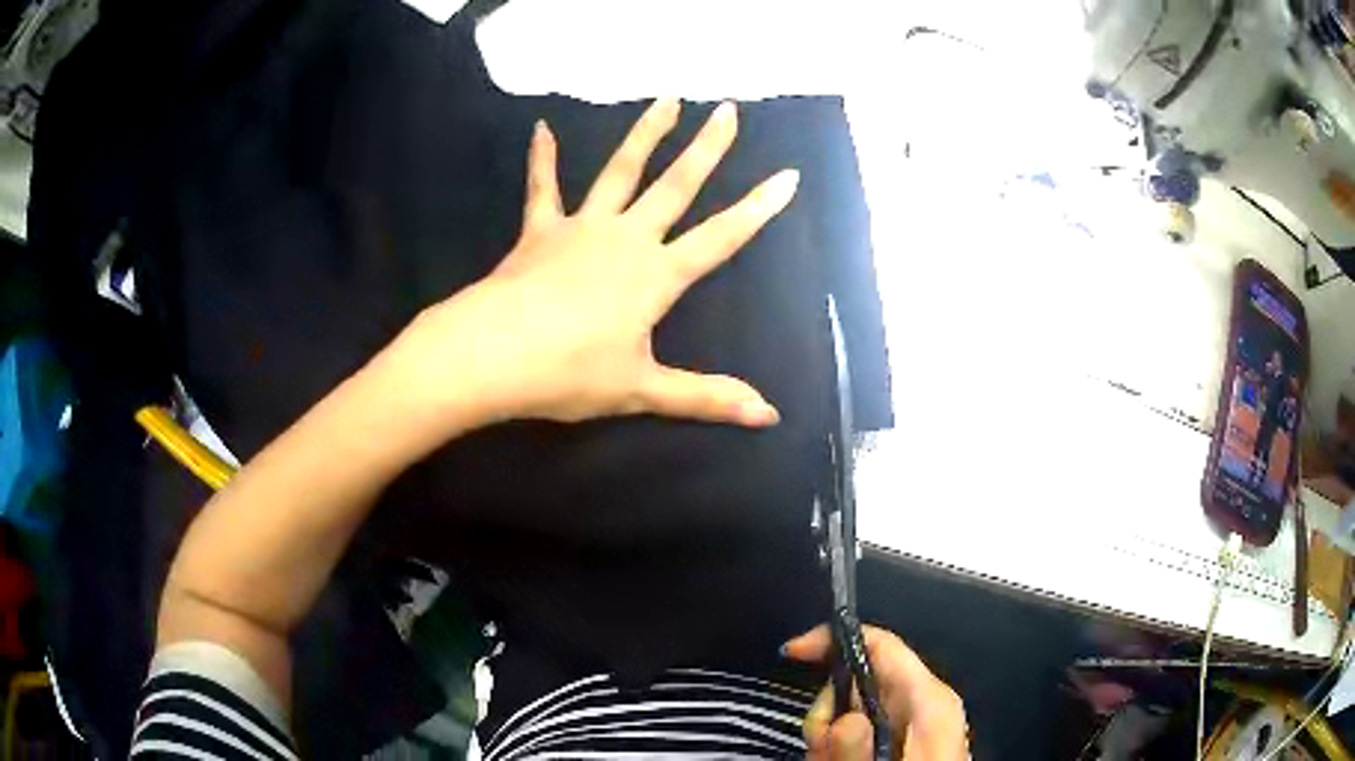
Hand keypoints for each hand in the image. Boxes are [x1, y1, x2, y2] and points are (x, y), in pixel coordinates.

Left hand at [378, 98, 797, 435]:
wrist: (490, 355)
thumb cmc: (568, 373)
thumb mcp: (641, 390)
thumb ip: (705, 398)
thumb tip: (768, 416)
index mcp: (656, 275)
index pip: (721, 237)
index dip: (758, 209)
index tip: (788, 176)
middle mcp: (626, 238)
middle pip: (676, 185)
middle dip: (707, 148)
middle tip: (728, 111)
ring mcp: (581, 228)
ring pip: (620, 171)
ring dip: (645, 134)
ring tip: (667, 99)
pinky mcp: (540, 230)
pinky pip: (543, 188)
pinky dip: (543, 158)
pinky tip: (541, 128)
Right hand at [783, 625, 967, 760]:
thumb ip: (860, 753)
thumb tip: (842, 721)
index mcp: (929, 698)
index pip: (882, 645)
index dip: (835, 639)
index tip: (791, 653)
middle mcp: (922, 702)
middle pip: (860, 679)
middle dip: (828, 709)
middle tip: (818, 746)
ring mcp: (913, 722)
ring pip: (854, 707)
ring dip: (830, 736)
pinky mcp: (903, 740)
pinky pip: (861, 729)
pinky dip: (841, 746)